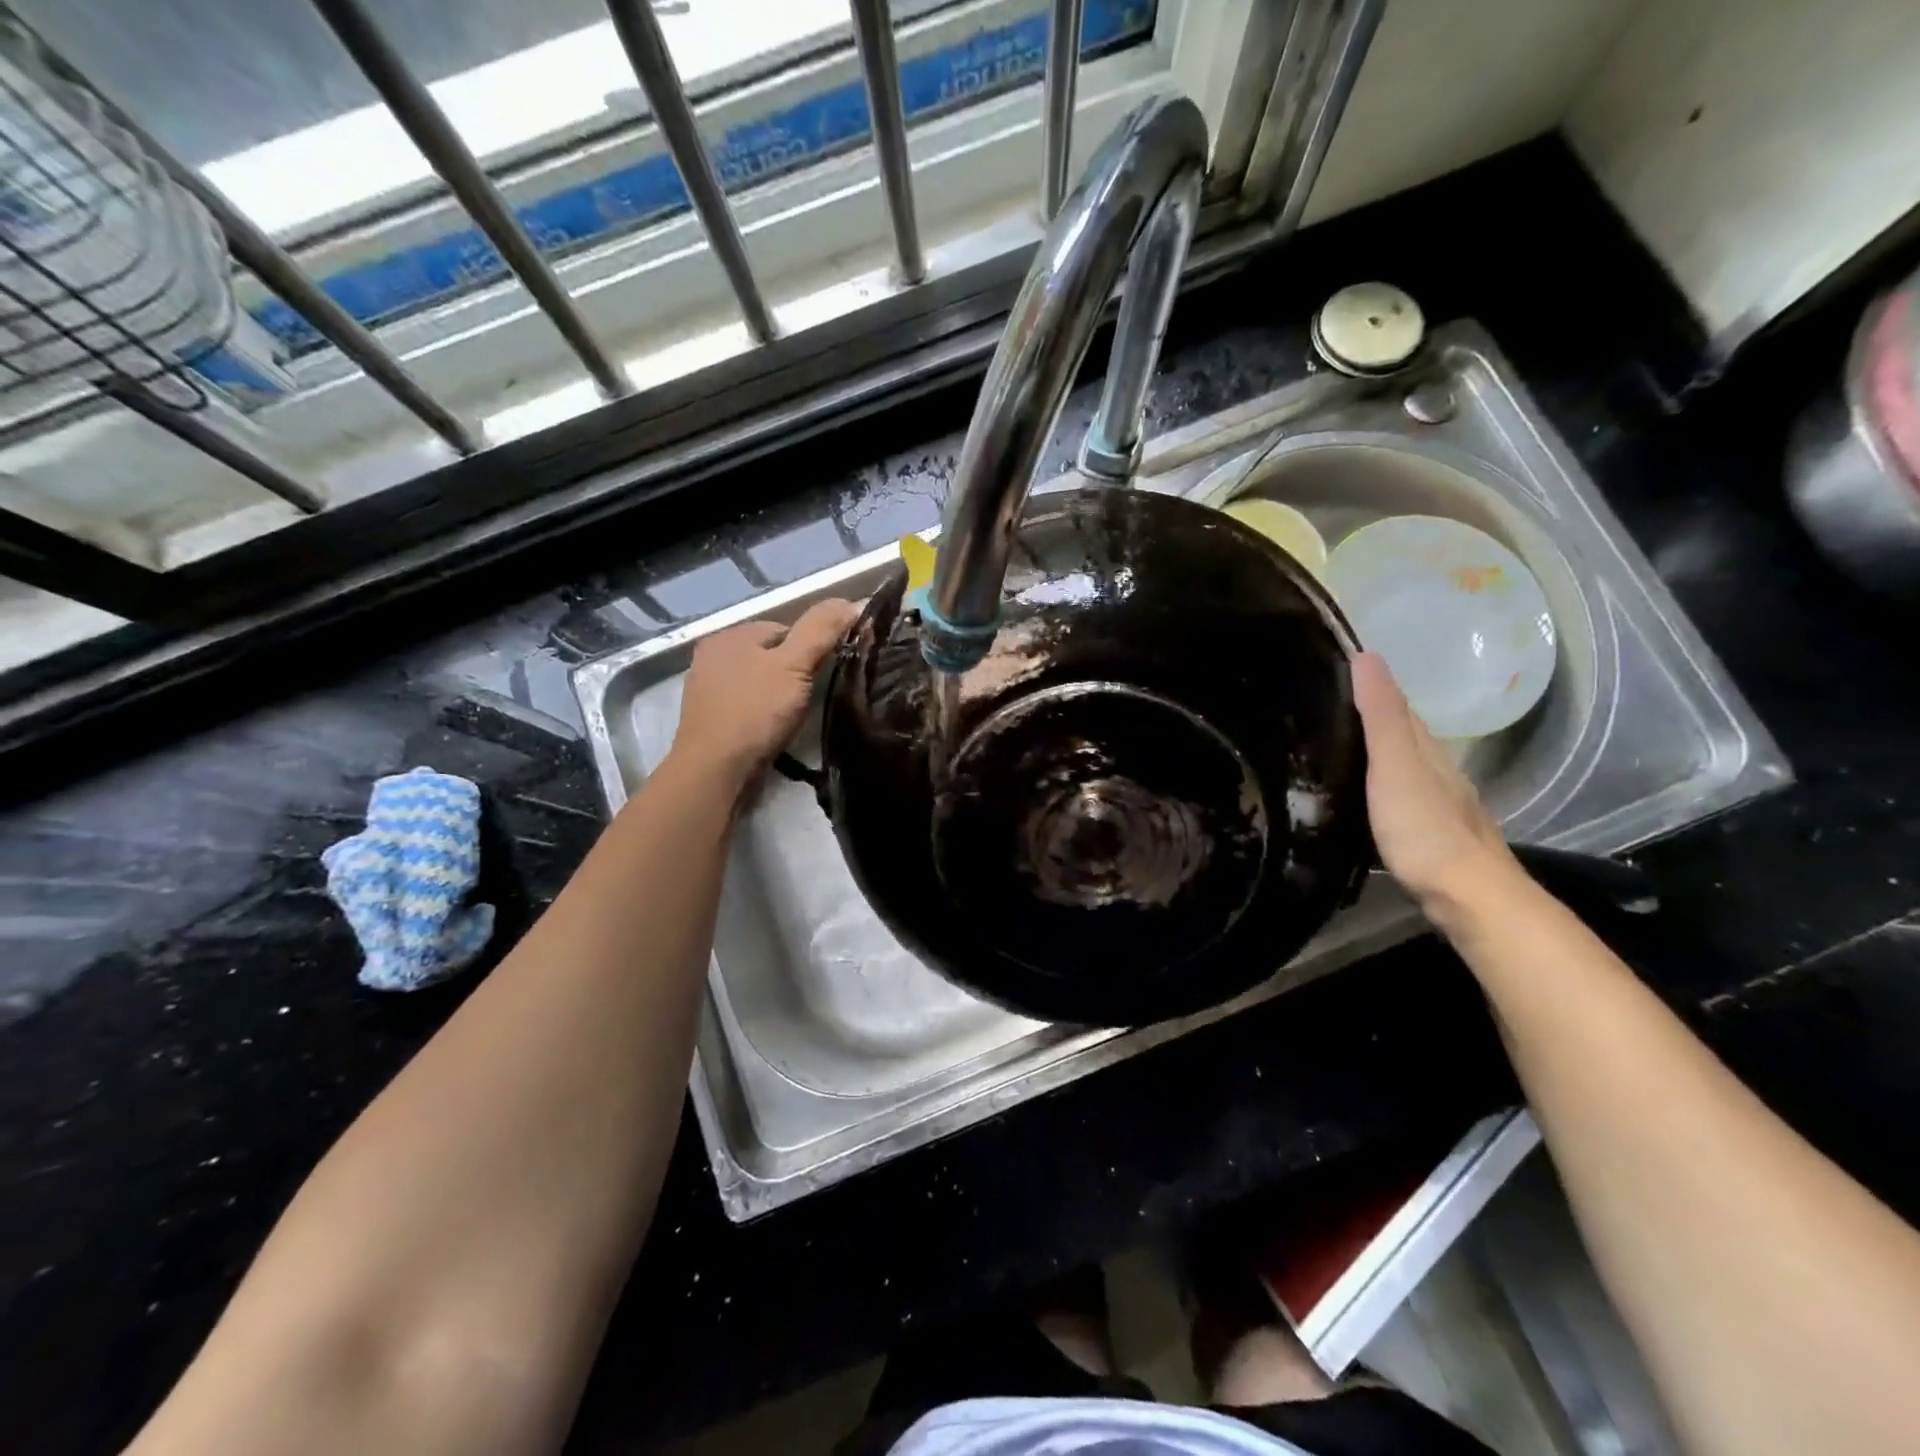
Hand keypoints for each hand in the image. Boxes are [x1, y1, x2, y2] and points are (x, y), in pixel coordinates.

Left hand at [669, 599, 859, 791]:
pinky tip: (774, 731)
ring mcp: (707, 692)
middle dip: (794, 675)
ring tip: (795, 718)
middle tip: (812, 699)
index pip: (785, 629)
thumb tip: (853, 601)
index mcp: (729, 636)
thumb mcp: (794, 665)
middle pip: (772, 657)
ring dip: (780, 698)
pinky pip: (748, 709)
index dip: (811, 649)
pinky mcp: (710, 723)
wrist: (714, 772)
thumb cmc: (754, 712)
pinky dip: (765, 717)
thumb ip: (821, 631)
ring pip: (760, 684)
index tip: (826, 673)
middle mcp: (713, 658)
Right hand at [1350, 651, 1516, 912]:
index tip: (1338, 668)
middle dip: (1373, 716)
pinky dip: (1381, 785)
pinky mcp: (1430, 834)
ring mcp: (1438, 803)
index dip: (1372, 685)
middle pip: (1403, 735)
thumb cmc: (1424, 828)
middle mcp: (1436, 770)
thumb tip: (1368, 656)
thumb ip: (1380, 716)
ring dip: (1377, 752)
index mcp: (1425, 749)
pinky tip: (1366, 795)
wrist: (1469, 896)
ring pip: (1404, 766)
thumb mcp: (1394, 766)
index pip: (1397, 706)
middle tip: (1329, 705)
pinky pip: (1400, 795)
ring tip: (1340, 746)